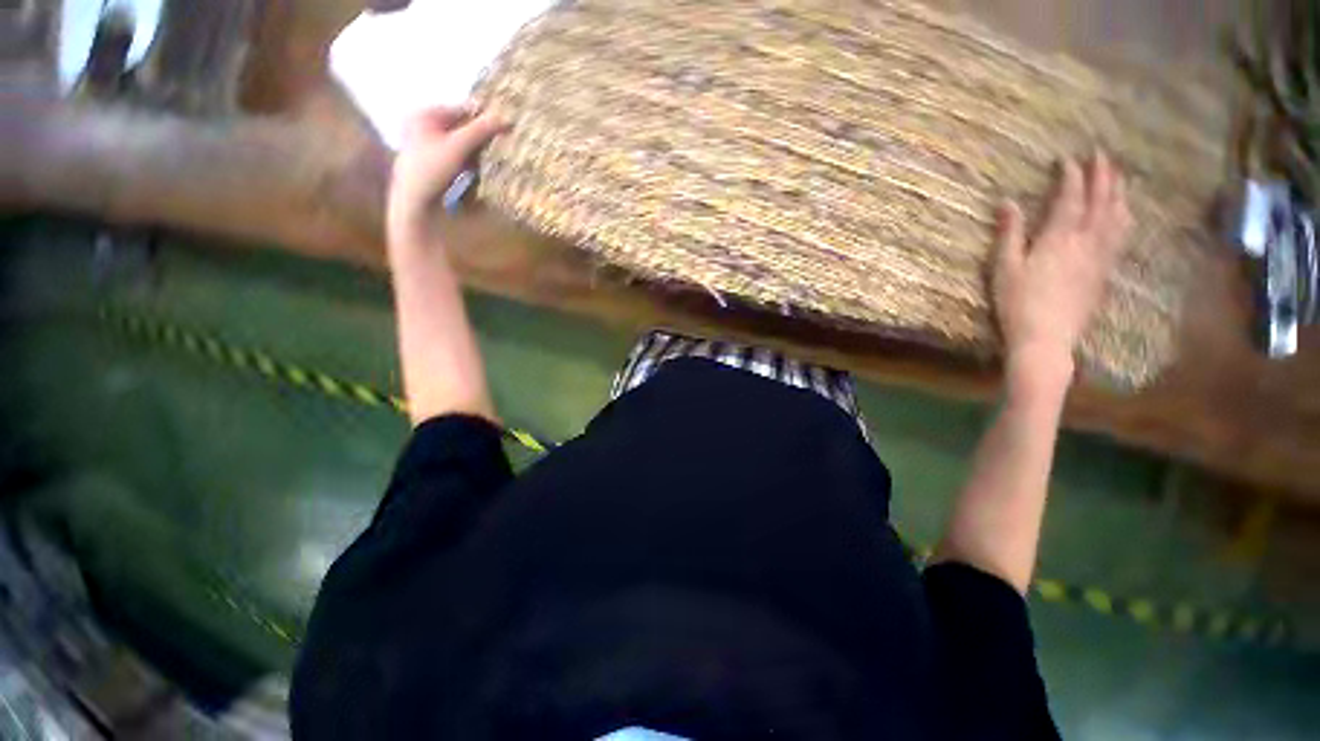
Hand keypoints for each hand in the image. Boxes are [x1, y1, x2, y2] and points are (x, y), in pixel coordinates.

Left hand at [386, 104, 508, 248]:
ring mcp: (427, 143)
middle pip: (462, 127)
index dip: (484, 120)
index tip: (505, 131)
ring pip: (462, 142)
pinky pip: (457, 155)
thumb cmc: (431, 170)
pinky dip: (468, 161)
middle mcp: (423, 123)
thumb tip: (507, 118)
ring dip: (476, 152)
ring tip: (486, 162)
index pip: (464, 110)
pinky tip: (474, 172)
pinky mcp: (432, 161)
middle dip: (480, 138)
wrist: (413, 201)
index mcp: (425, 113)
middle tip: (497, 149)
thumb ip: (481, 130)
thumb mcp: (458, 147)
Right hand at [993, 153, 1132, 389]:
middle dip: (1102, 175)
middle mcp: (1087, 241)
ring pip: (1117, 217)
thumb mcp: (1004, 268)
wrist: (1047, 337)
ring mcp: (1101, 257)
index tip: (1069, 159)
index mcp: (1059, 237)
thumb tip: (1008, 202)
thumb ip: (1009, 234)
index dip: (1071, 176)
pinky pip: (1122, 237)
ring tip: (1119, 178)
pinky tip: (1125, 215)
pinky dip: (1125, 219)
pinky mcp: (1105, 272)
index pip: (1071, 198)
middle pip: (1101, 201)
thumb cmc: (1018, 302)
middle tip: (1102, 155)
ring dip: (1119, 193)